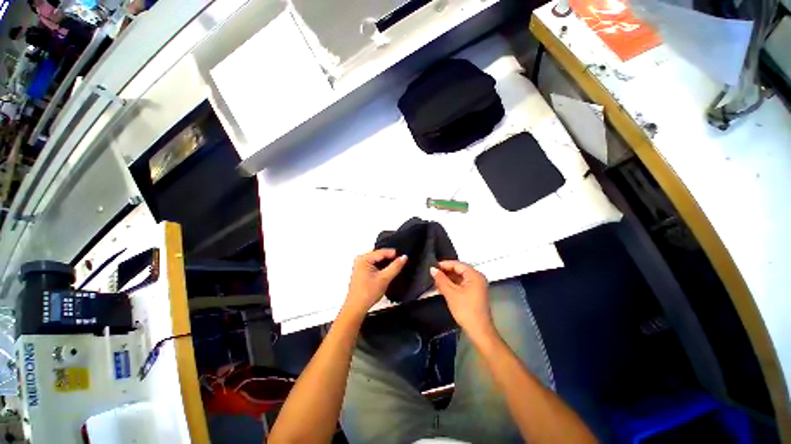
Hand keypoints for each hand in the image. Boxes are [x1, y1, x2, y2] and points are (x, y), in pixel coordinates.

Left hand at [343, 249, 406, 318]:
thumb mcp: (384, 278)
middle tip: (401, 261)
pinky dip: (381, 267)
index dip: (393, 253)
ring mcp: (360, 265)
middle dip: (390, 258)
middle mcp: (360, 260)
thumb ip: (395, 266)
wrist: (357, 307)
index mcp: (363, 259)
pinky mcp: (362, 271)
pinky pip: (374, 264)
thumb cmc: (367, 293)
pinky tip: (387, 272)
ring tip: (396, 267)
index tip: (403, 256)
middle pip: (379, 255)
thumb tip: (404, 257)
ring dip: (386, 263)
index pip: (381, 251)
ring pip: (377, 260)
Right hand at [431, 261, 494, 340]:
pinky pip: (463, 284)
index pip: (457, 264)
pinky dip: (453, 284)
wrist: (479, 330)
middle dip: (446, 272)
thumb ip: (441, 279)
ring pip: (460, 277)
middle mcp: (478, 277)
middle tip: (433, 274)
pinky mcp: (475, 293)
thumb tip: (432, 269)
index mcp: (474, 275)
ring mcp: (478, 285)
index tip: (432, 266)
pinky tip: (443, 287)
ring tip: (436, 281)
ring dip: (449, 278)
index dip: (444, 264)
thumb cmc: (465, 309)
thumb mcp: (451, 293)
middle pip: (459, 270)